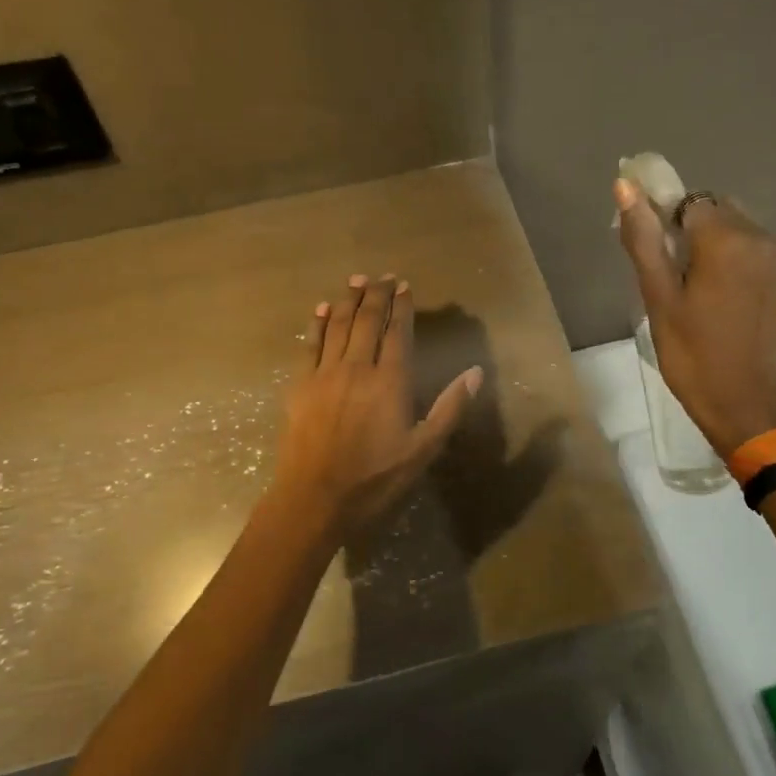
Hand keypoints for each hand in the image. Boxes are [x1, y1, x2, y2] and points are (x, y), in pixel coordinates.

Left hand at [269, 273, 483, 541]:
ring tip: (356, 281)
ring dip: (347, 300)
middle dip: (376, 295)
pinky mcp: (300, 385)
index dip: (402, 306)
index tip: (405, 286)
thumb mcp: (423, 450)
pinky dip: (316, 323)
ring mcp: (325, 374)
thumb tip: (475, 372)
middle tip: (383, 277)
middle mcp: (357, 367)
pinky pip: (309, 344)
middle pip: (366, 320)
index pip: (398, 332)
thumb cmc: (375, 479)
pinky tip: (321, 309)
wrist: (314, 499)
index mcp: (390, 381)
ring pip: (337, 325)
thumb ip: (449, 408)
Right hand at [615, 180, 775, 457]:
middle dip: (681, 227)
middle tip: (661, 271)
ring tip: (682, 283)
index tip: (645, 251)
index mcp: (726, 239)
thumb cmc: (691, 353)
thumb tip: (625, 185)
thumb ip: (642, 238)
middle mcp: (757, 236)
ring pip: (727, 224)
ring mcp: (772, 256)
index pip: (684, 200)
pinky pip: (744, 244)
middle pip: (708, 208)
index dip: (658, 218)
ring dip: (702, 240)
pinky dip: (721, 254)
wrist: (743, 402)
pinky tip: (707, 290)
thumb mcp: (658, 296)